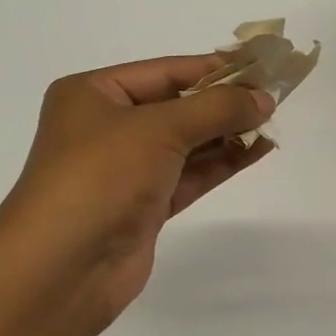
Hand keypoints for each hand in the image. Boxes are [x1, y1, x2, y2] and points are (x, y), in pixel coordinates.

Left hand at [0, 56, 275, 335]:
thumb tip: (264, 98)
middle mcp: (106, 127)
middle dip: (223, 102)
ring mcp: (125, 169)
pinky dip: (221, 163)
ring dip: (227, 133)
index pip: (165, 71)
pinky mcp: (143, 206)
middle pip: (176, 105)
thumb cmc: (101, 177)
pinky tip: (256, 151)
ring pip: (186, 143)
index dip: (214, 68)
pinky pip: (189, 175)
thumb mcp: (159, 128)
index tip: (261, 67)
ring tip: (272, 123)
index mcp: (93, 94)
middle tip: (274, 97)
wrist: (62, 268)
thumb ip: (216, 109)